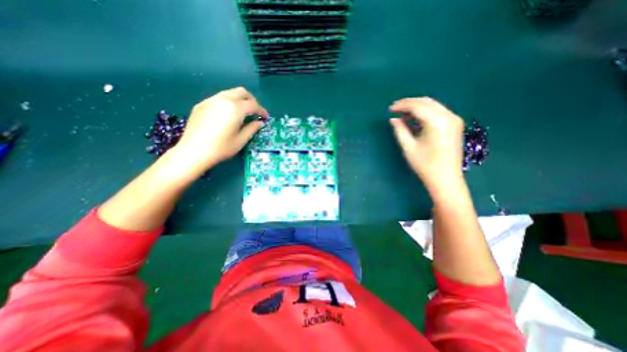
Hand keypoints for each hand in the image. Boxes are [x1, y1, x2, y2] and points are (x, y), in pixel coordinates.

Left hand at [171, 86, 266, 176]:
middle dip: (251, 100)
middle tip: (255, 111)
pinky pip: (219, 98)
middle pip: (241, 92)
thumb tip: (259, 122)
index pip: (253, 104)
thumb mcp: (241, 140)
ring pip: (229, 93)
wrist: (193, 151)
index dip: (261, 110)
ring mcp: (210, 100)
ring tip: (242, 113)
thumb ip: (252, 128)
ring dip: (239, 100)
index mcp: (235, 108)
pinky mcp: (201, 104)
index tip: (265, 117)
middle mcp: (223, 100)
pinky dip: (228, 102)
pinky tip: (227, 115)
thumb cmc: (221, 148)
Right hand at [390, 96, 464, 192]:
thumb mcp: (409, 147)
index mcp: (437, 122)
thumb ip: (400, 130)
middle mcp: (449, 116)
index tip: (390, 109)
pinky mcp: (455, 125)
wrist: (446, 178)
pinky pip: (438, 112)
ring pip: (433, 105)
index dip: (402, 105)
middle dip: (409, 103)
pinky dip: (425, 113)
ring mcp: (454, 120)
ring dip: (417, 108)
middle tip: (395, 109)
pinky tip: (415, 120)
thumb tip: (393, 119)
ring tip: (402, 115)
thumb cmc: (425, 165)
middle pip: (426, 102)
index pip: (417, 106)